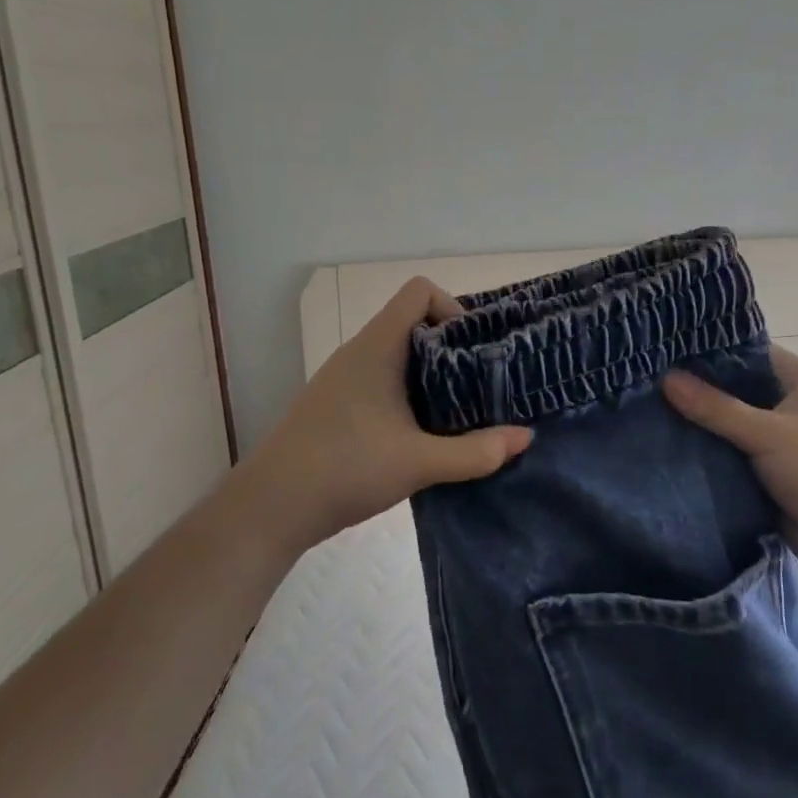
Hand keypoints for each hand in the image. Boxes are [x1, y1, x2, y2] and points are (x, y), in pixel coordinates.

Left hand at [238, 278, 534, 554]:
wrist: (272, 506)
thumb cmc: (346, 468)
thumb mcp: (420, 462)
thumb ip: (476, 451)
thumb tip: (525, 437)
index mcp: (377, 347)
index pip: (419, 291)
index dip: (453, 309)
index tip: (474, 351)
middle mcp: (359, 352)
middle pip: (414, 322)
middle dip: (453, 348)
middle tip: (482, 384)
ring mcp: (344, 378)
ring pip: (399, 355)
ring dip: (432, 375)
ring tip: (461, 410)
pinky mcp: (338, 404)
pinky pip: (383, 379)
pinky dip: (410, 393)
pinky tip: (423, 433)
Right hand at [662, 346, 797, 574]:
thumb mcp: (768, 433)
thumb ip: (715, 407)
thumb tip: (666, 378)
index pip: (749, 353)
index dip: (710, 352)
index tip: (665, 351)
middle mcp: (792, 406)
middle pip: (736, 391)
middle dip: (698, 392)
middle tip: (647, 384)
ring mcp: (781, 442)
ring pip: (731, 426)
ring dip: (700, 427)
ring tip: (647, 414)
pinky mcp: (771, 476)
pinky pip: (732, 458)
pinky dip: (708, 457)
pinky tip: (668, 450)